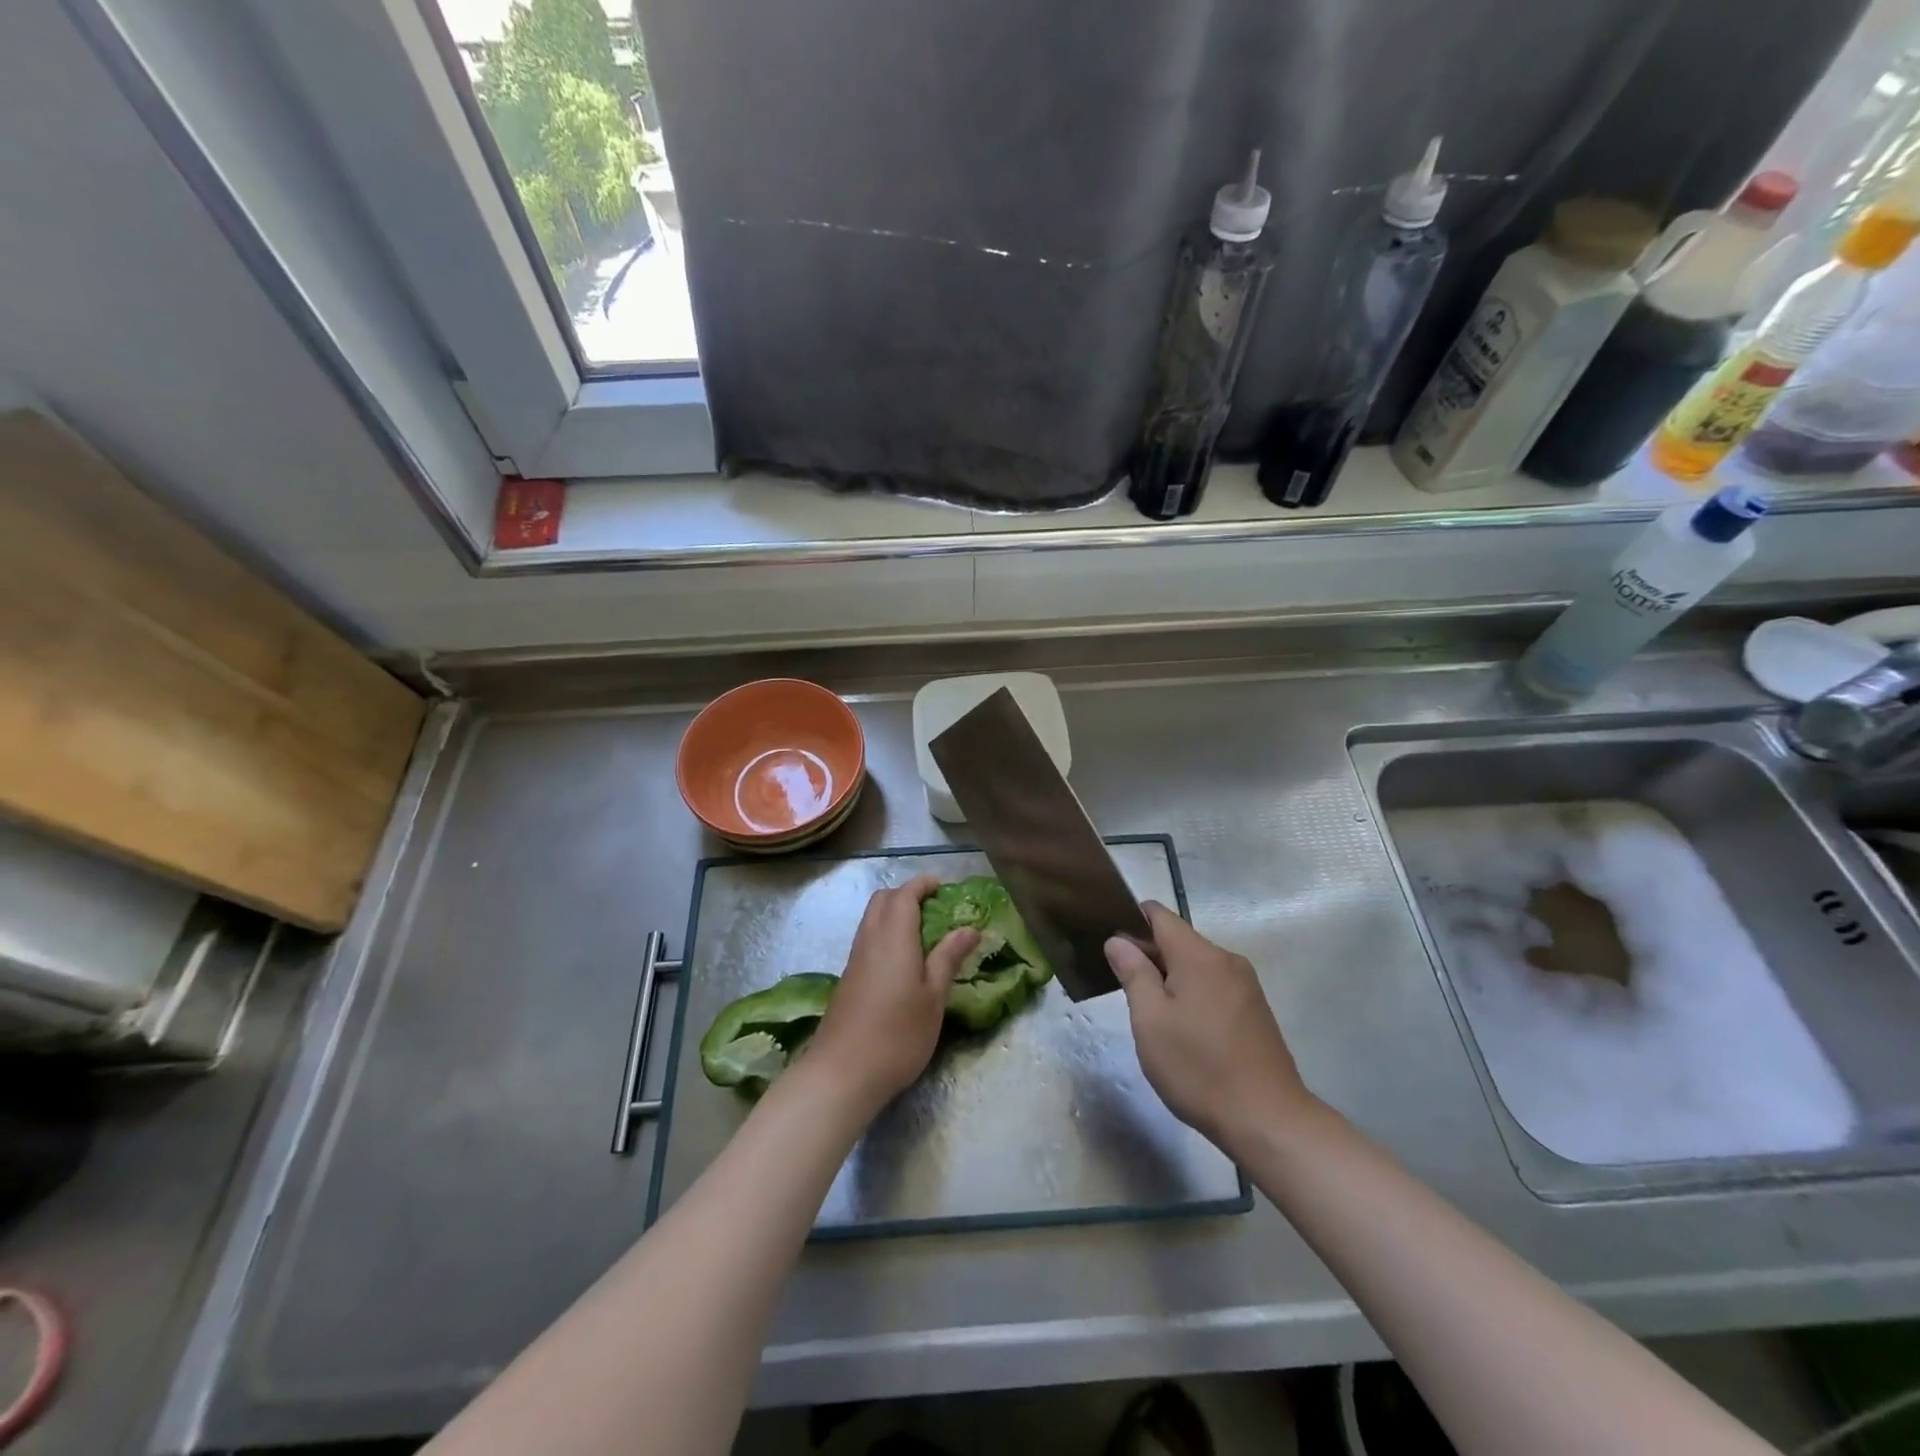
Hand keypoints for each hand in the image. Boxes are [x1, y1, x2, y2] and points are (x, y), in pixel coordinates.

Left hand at [807, 874, 977, 1111]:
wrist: (842, 1073)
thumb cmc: (898, 1035)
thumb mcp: (934, 997)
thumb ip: (949, 958)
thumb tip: (969, 929)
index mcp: (893, 937)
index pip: (904, 894)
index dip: (922, 884)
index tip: (942, 886)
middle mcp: (870, 939)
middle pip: (883, 900)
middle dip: (907, 895)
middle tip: (934, 909)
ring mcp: (855, 959)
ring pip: (871, 919)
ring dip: (894, 914)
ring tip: (923, 934)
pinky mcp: (848, 978)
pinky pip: (867, 939)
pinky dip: (885, 933)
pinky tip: (902, 961)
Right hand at [1105, 901, 1314, 1152]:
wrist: (1269, 1121)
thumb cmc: (1199, 1068)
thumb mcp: (1151, 1021)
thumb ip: (1133, 973)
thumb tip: (1118, 940)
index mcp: (1199, 955)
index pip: (1159, 915)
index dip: (1130, 922)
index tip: (1109, 946)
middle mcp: (1227, 960)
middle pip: (1178, 939)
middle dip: (1149, 955)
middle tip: (1122, 987)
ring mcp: (1246, 986)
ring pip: (1196, 965)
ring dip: (1170, 978)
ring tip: (1149, 1012)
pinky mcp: (1255, 1011)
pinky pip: (1214, 986)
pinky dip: (1192, 995)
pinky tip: (1183, 1029)